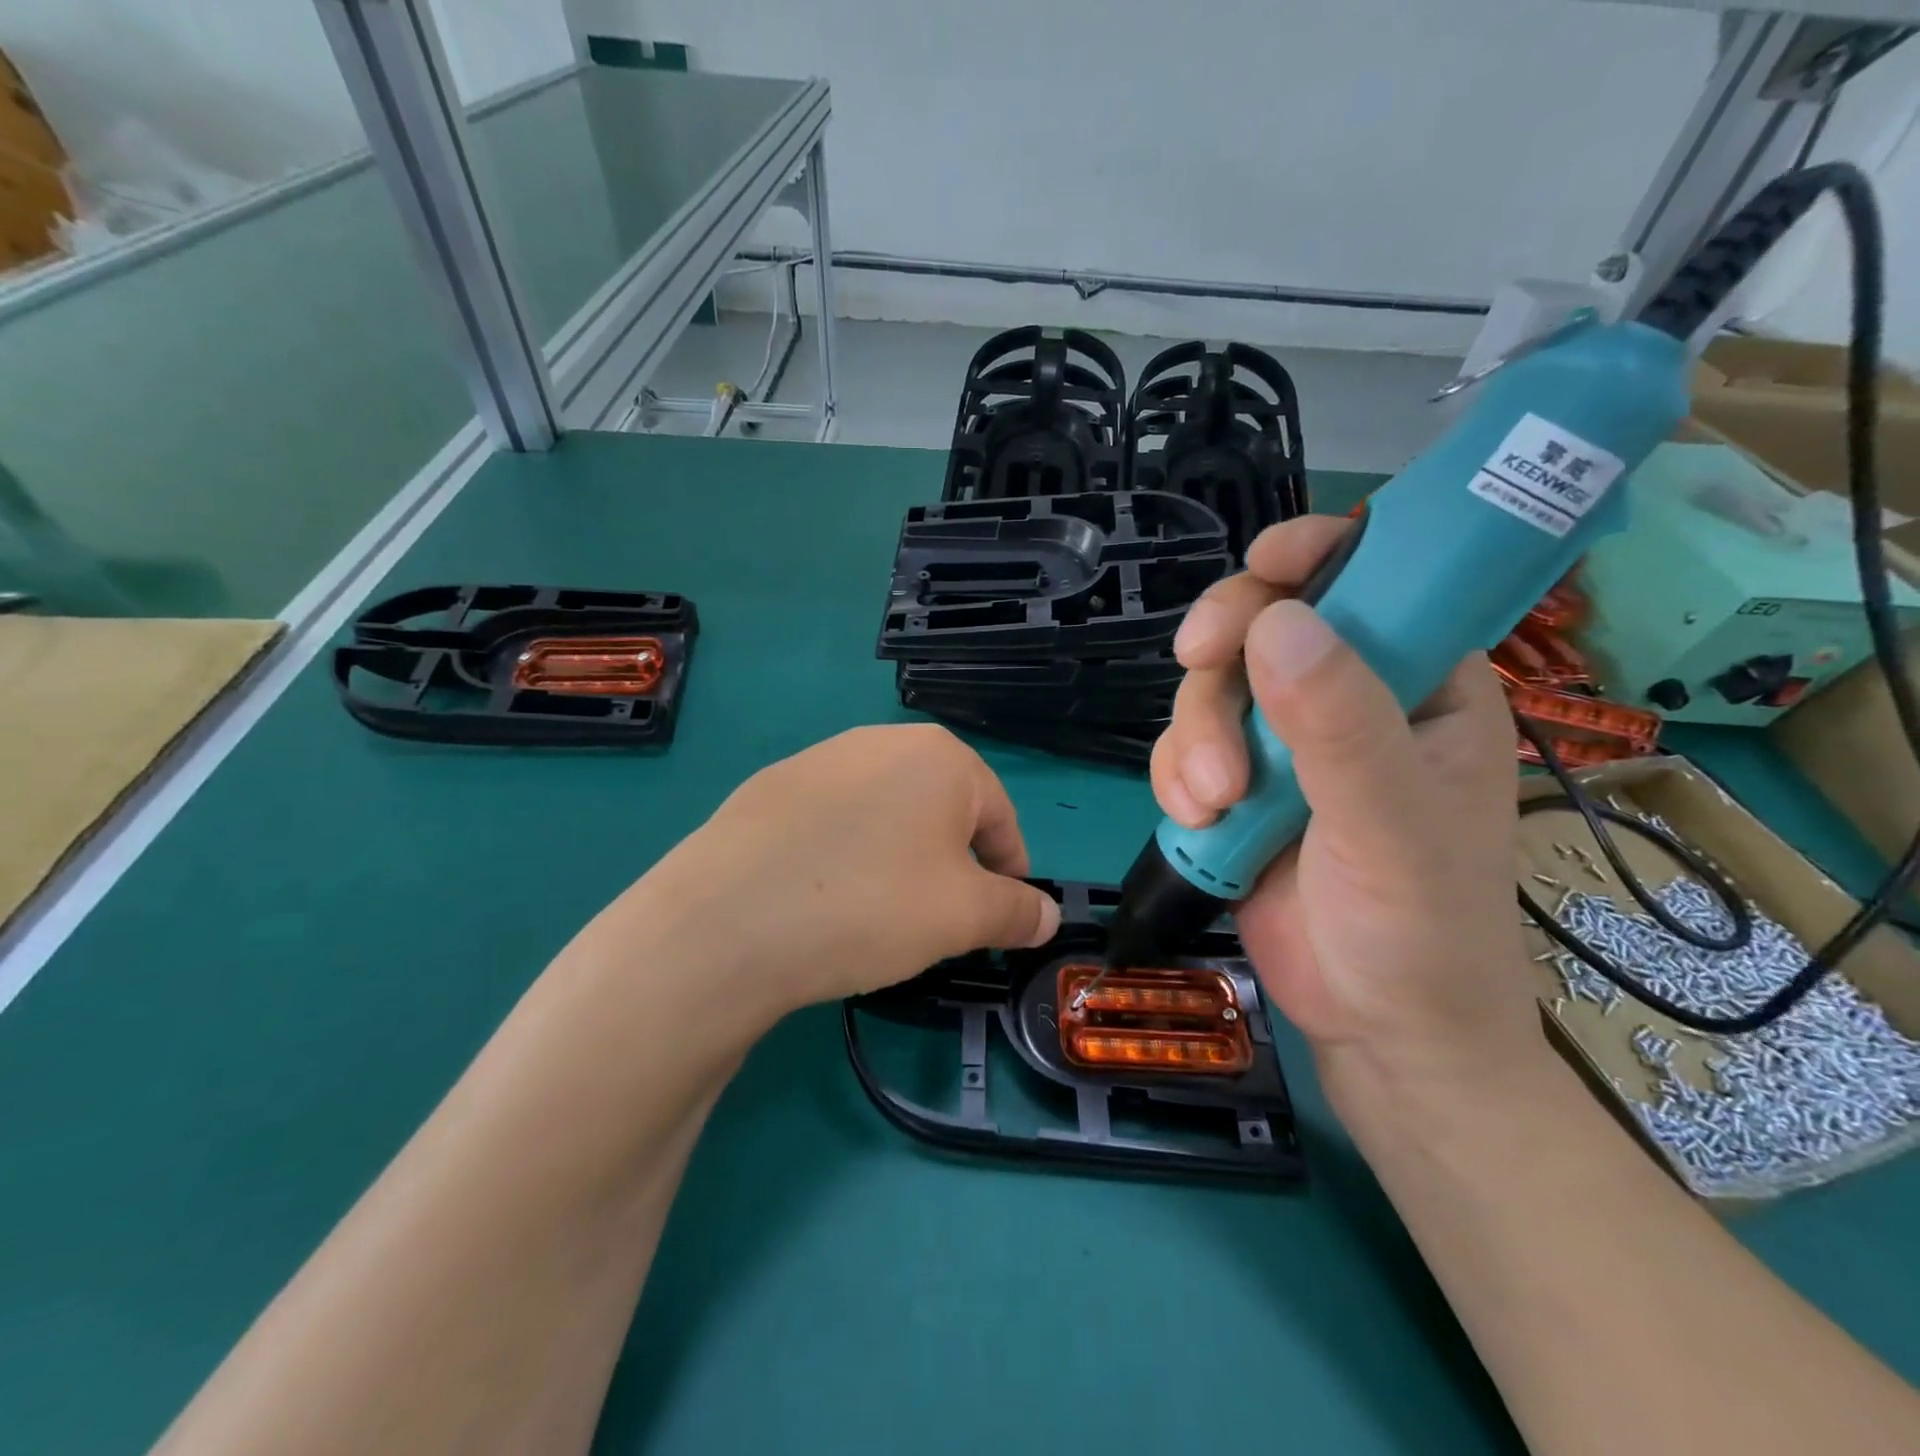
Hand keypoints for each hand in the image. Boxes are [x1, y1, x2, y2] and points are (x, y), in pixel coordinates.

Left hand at [579, 725, 1059, 1031]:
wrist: (728, 921)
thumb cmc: (870, 904)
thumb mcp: (963, 916)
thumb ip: (1015, 911)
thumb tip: (1046, 917)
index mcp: (939, 756)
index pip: (998, 814)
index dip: (1009, 868)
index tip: (1002, 913)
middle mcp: (879, 742)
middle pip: (940, 808)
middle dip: (952, 863)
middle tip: (942, 918)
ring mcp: (817, 760)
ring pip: (885, 814)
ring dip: (899, 857)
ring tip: (881, 911)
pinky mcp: (769, 789)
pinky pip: (832, 822)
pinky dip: (846, 855)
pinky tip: (824, 898)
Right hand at [1151, 517, 1539, 1089]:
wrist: (1376, 1028)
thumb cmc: (1421, 926)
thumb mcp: (1392, 821)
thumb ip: (1339, 723)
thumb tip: (1277, 620)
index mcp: (1421, 681)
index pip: (1375, 578)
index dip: (1319, 551)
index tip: (1265, 562)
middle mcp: (1348, 698)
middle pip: (1263, 625)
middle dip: (1224, 655)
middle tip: (1198, 666)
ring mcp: (1283, 743)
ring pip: (1210, 688)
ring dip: (1195, 733)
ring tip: (1211, 801)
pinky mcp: (1235, 785)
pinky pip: (1183, 745)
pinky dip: (1177, 774)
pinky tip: (1198, 819)